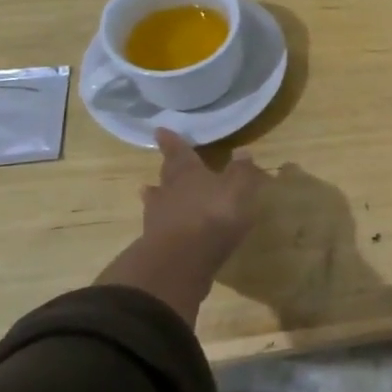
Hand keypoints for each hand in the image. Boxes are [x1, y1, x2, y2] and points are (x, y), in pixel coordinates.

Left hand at [96, 129, 268, 322]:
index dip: (172, 141)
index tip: (160, 130)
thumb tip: (242, 150)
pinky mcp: (157, 244)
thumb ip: (240, 171)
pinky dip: (164, 222)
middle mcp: (169, 192)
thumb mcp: (238, 189)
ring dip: (156, 196)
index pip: (179, 152)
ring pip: (157, 201)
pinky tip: (168, 226)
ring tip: (149, 191)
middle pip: (166, 176)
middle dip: (167, 169)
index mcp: (188, 174)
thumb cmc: (214, 215)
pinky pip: (160, 226)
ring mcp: (159, 219)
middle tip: (163, 163)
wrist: (181, 261)